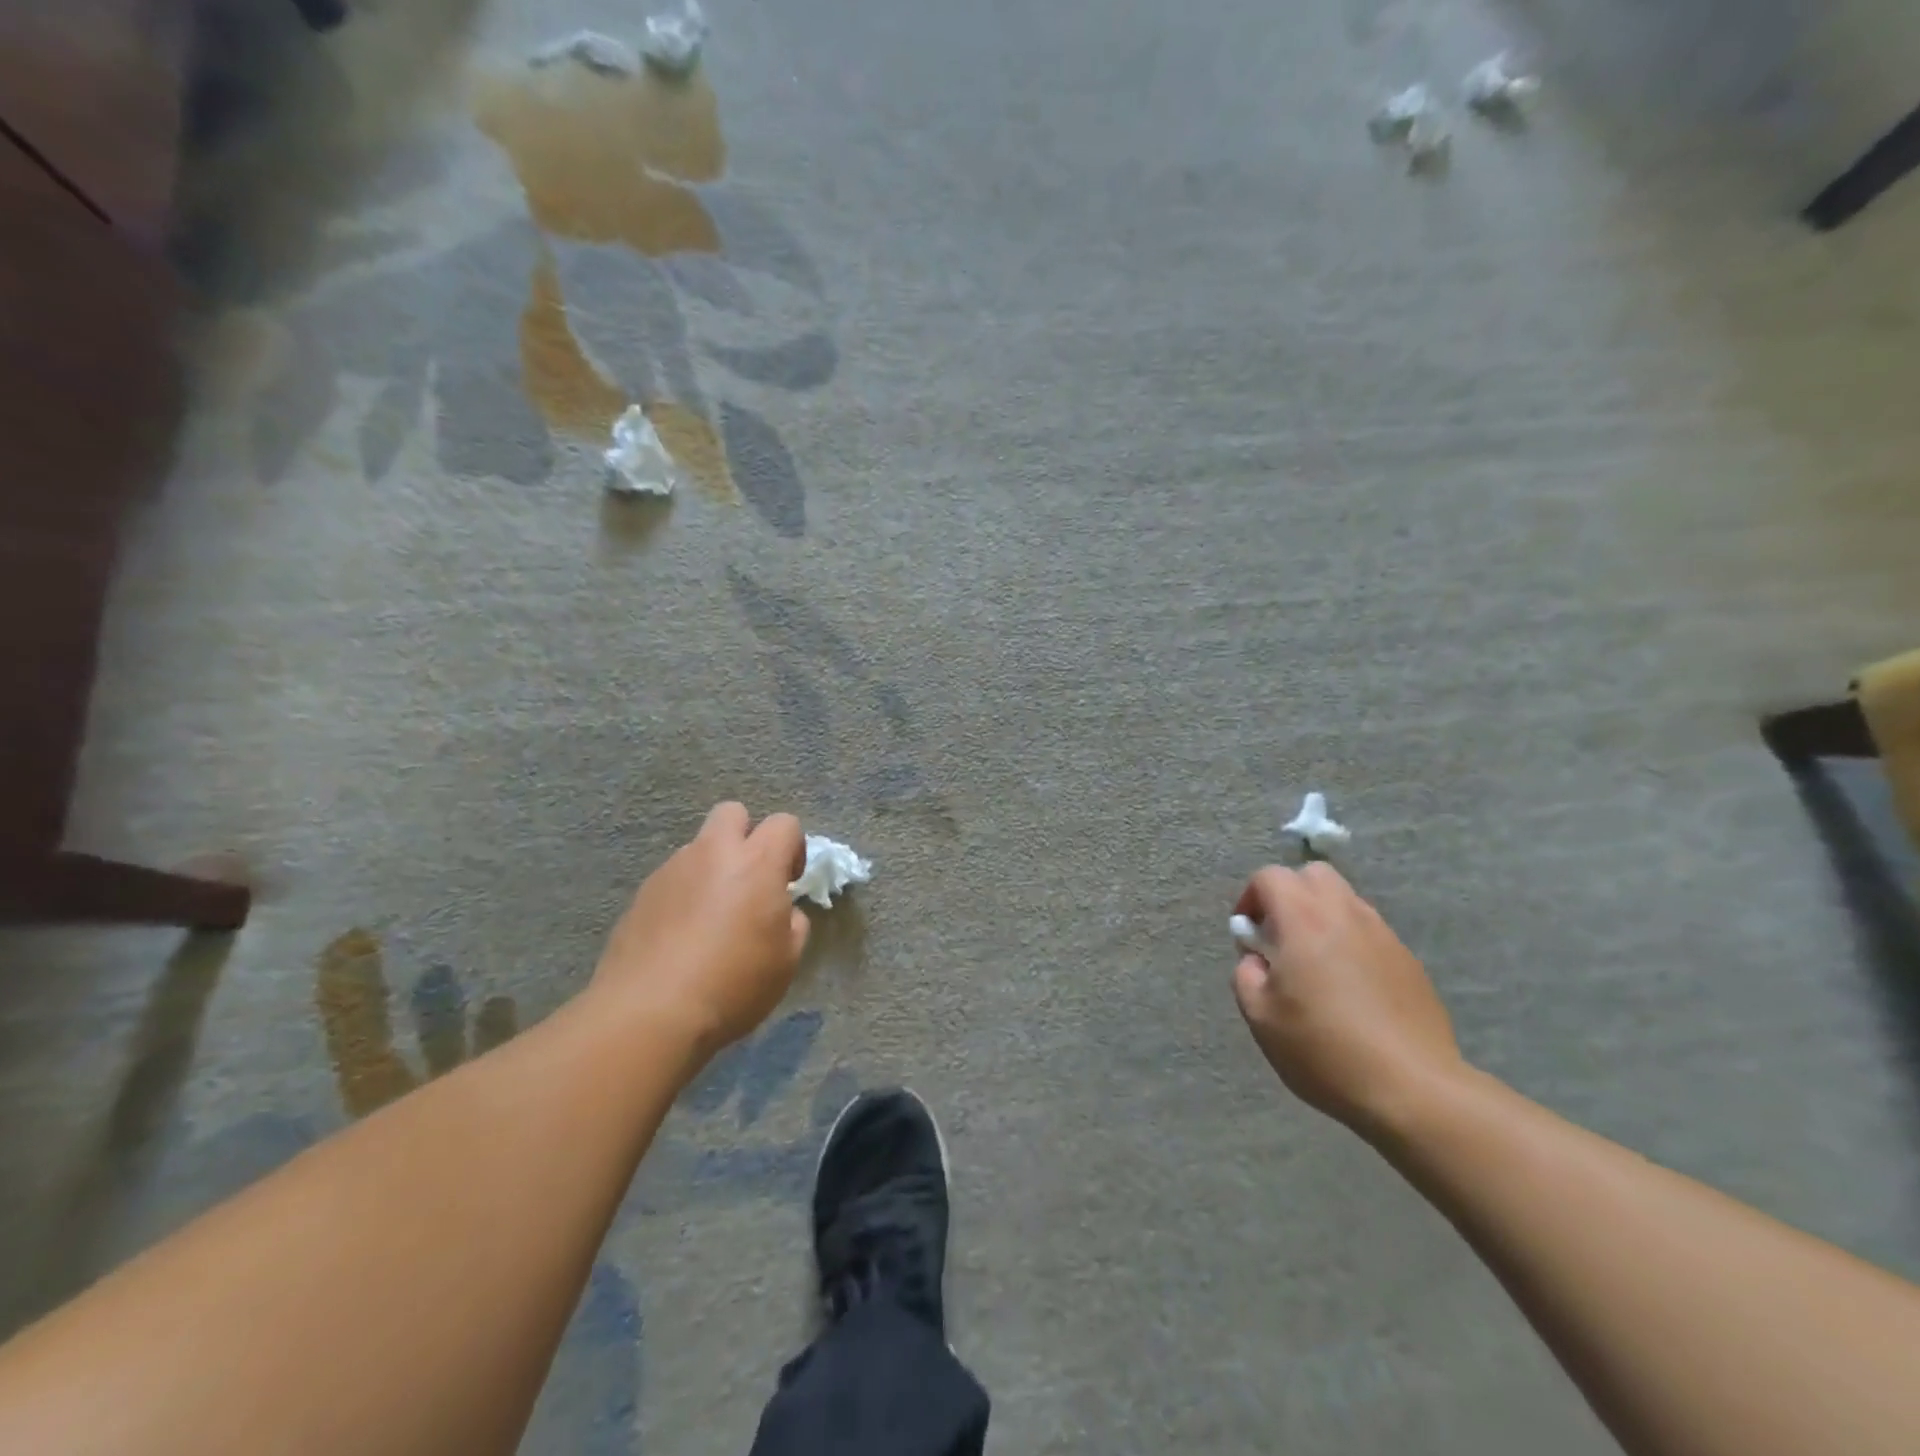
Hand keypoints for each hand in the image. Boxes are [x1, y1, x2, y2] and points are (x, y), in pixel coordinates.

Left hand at [593, 802, 809, 1063]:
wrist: (649, 1013)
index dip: (793, 848)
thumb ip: (792, 924)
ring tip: (711, 919)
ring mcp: (671, 871)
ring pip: (698, 848)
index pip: (784, 823)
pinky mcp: (641, 895)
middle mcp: (713, 854)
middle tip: (749, 880)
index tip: (788, 883)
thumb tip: (783, 913)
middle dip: (746, 836)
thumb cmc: (733, 984)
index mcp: (757, 863)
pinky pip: (672, 880)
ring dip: (712, 869)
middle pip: (732, 813)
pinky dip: (683, 896)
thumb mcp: (787, 961)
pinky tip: (681, 938)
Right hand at [1231, 863, 1463, 1138]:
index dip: (1250, 899)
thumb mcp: (1260, 1017)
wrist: (1413, 1088)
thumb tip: (1256, 960)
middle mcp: (1344, 913)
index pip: (1269, 876)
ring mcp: (1383, 934)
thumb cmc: (1324, 1049)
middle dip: (1290, 895)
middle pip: (1313, 875)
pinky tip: (1351, 990)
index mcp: (1303, 919)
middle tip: (1282, 939)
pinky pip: (1370, 932)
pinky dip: (1351, 943)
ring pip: (1345, 900)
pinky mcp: (1408, 960)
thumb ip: (1246, 975)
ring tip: (1317, 966)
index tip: (1249, 938)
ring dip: (1323, 918)